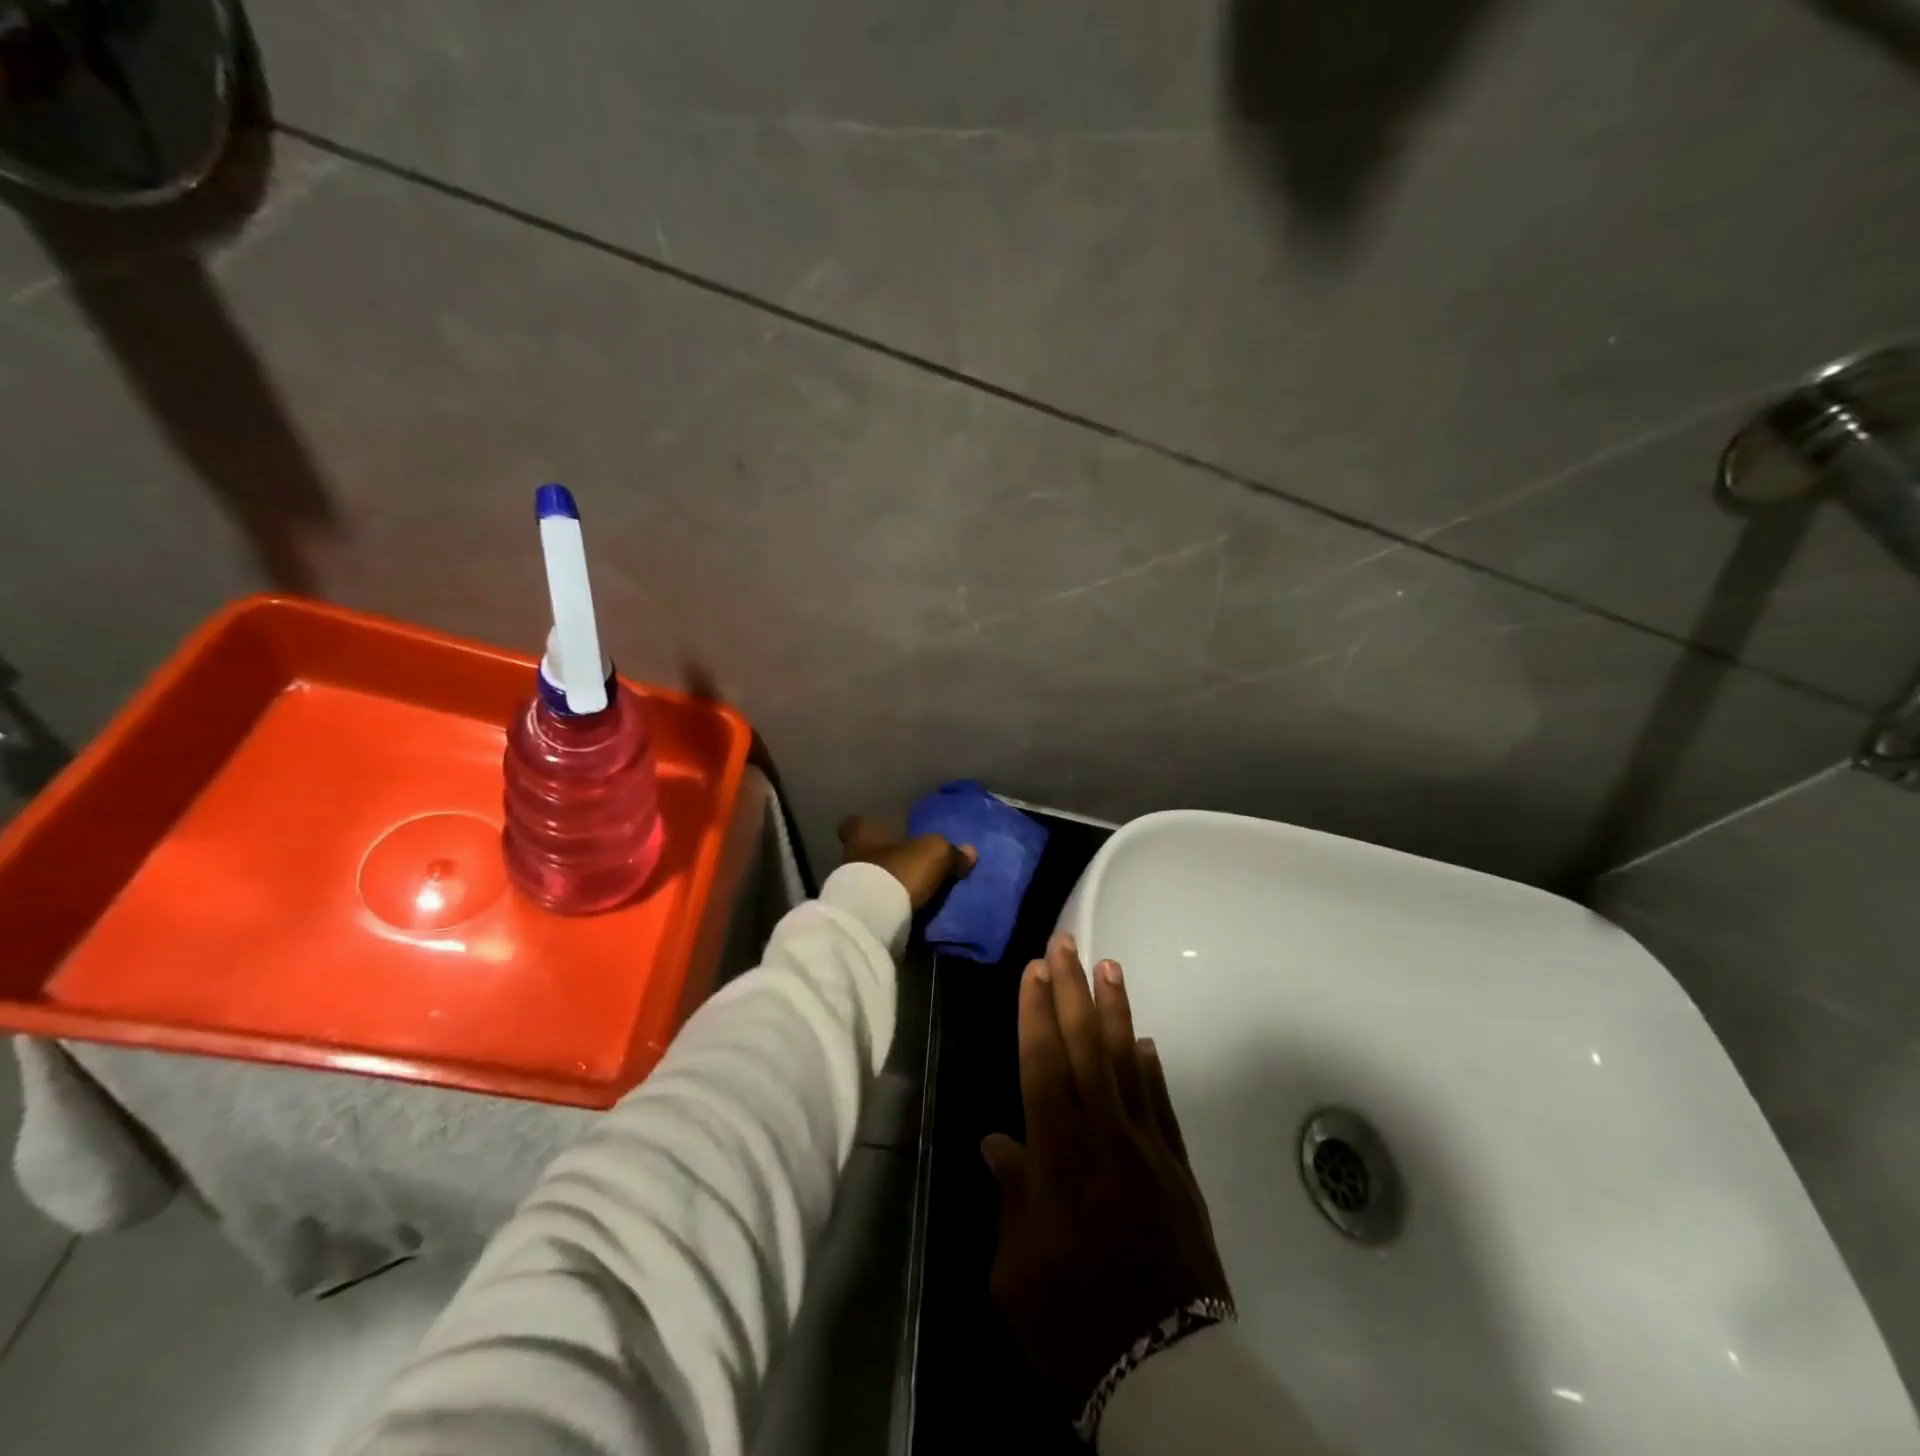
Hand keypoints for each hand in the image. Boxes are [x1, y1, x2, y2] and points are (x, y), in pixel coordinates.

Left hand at [837, 816, 975, 909]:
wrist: (872, 920)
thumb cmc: (899, 871)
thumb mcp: (935, 853)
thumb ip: (951, 851)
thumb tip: (969, 851)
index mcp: (863, 833)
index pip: (854, 823)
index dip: (870, 826)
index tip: (886, 832)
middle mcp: (849, 857)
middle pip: (865, 853)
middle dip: (886, 859)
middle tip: (911, 866)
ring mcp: (848, 890)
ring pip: (870, 881)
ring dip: (888, 886)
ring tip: (914, 894)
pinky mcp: (855, 916)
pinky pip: (874, 907)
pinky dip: (888, 909)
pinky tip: (907, 914)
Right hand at [982, 932, 1230, 1414]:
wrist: (1167, 1376)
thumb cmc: (1074, 1326)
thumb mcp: (1015, 1275)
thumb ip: (1010, 1198)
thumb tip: (998, 1142)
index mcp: (1059, 1159)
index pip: (1044, 1066)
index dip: (1036, 1013)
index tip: (1033, 969)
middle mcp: (1105, 1139)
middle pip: (1085, 1048)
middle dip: (1072, 990)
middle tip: (1066, 943)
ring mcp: (1148, 1150)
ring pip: (1127, 1063)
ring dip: (1115, 1011)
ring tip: (1109, 966)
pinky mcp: (1178, 1171)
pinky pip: (1162, 1105)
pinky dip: (1151, 1068)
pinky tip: (1143, 1040)